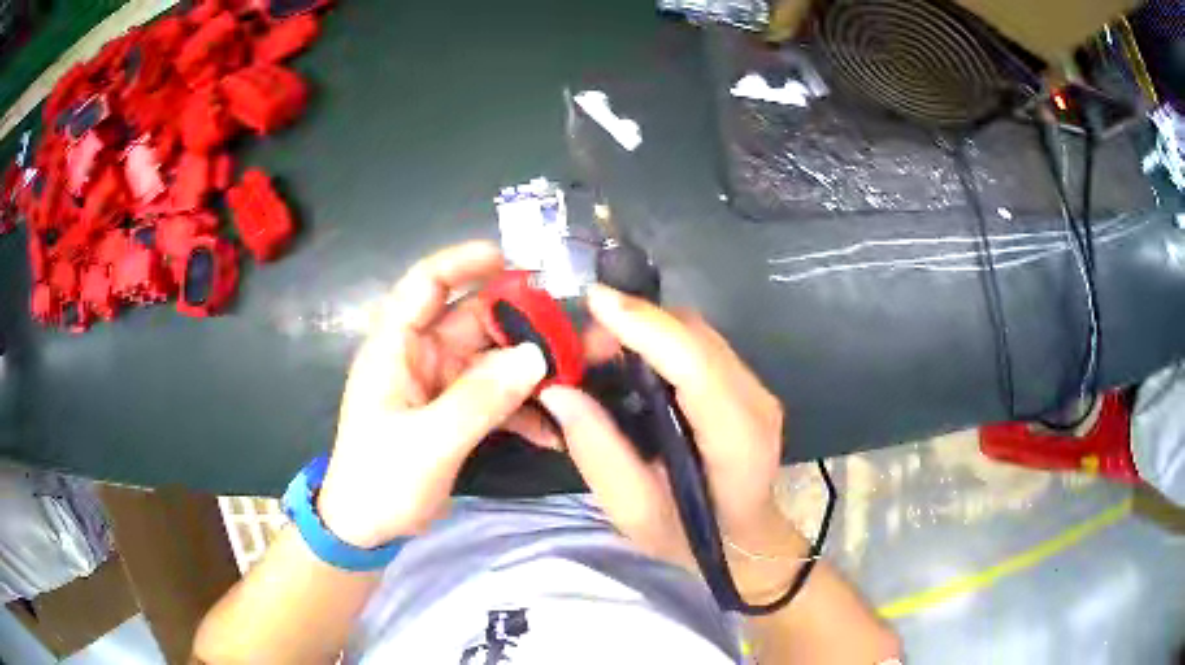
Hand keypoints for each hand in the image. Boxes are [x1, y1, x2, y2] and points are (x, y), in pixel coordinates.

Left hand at [316, 241, 550, 548]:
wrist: (366, 528)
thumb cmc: (381, 480)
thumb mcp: (429, 441)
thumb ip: (481, 399)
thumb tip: (536, 356)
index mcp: (396, 346)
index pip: (427, 283)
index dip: (465, 262)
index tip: (515, 260)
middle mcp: (420, 355)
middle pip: (473, 320)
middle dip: (521, 324)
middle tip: (570, 336)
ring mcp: (439, 384)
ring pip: (492, 359)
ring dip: (530, 370)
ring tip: (574, 380)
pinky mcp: (454, 412)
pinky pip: (495, 397)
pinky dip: (522, 409)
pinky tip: (552, 431)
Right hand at [540, 284, 803, 593]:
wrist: (743, 541)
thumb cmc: (689, 538)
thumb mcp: (634, 511)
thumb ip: (597, 452)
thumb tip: (558, 391)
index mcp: (737, 440)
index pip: (696, 365)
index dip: (646, 326)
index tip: (595, 301)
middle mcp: (756, 401)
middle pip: (695, 336)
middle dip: (636, 324)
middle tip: (583, 349)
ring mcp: (756, 388)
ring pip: (697, 333)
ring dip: (646, 329)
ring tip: (600, 354)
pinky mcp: (746, 383)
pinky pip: (700, 344)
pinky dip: (660, 339)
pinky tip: (631, 360)